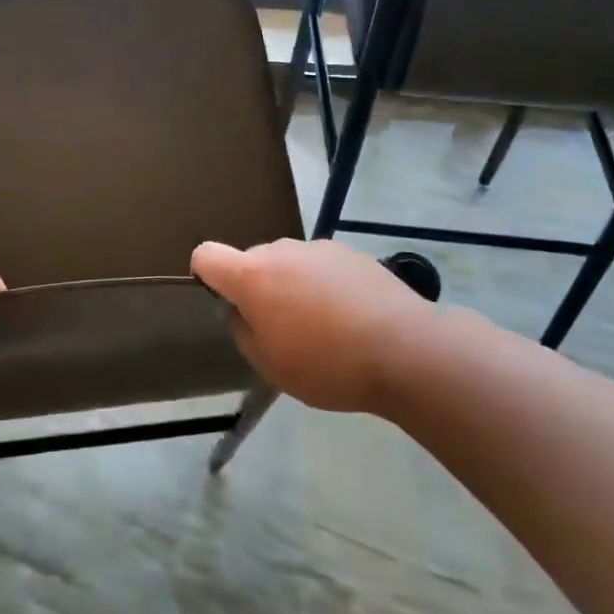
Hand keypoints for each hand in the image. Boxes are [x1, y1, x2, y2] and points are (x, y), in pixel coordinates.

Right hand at [192, 239, 452, 413]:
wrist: (406, 350)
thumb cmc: (327, 365)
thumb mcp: (270, 365)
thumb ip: (243, 331)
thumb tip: (240, 310)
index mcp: (252, 276)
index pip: (206, 255)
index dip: (206, 275)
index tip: (226, 302)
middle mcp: (281, 250)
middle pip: (252, 261)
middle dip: (258, 288)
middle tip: (282, 329)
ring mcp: (319, 248)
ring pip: (289, 263)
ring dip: (293, 286)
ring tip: (324, 327)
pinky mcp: (352, 253)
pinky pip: (322, 266)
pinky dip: (325, 285)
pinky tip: (352, 318)